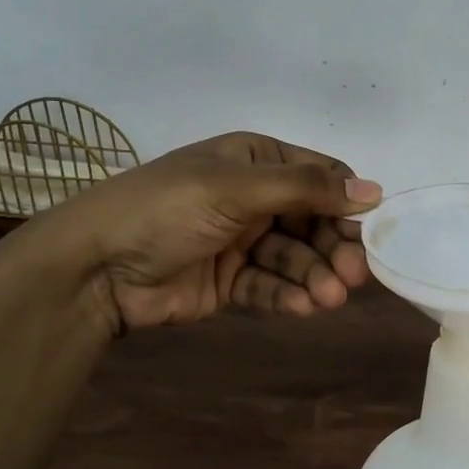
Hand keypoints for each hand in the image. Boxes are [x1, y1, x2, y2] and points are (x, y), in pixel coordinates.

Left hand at [18, 132, 380, 335]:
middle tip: (354, 275)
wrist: (93, 267)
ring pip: (294, 258)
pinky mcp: (229, 282)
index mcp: (255, 160)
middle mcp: (254, 197)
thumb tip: (375, 190)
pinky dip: (288, 296)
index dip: (347, 202)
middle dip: (333, 247)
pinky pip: (269, 286)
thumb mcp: (236, 187)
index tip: (371, 231)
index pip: (320, 177)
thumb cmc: (167, 208)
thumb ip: (306, 188)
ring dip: (315, 276)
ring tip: (330, 297)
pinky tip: (305, 308)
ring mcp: (241, 241)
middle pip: (313, 221)